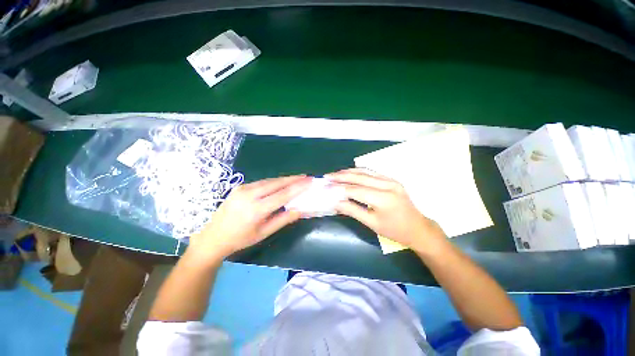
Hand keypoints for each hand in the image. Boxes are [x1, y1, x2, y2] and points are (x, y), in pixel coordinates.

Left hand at [188, 175, 311, 261]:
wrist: (213, 236)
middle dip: (293, 179)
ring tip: (297, 178)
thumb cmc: (240, 239)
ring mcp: (243, 188)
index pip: (283, 195)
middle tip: (306, 177)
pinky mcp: (240, 186)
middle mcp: (249, 195)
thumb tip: (299, 209)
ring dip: (285, 179)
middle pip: (277, 183)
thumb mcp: (263, 233)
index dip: (298, 187)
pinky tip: (281, 183)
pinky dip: (274, 182)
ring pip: (270, 180)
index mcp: (256, 209)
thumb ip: (283, 220)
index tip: (310, 181)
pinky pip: (262, 182)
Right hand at [326, 168, 444, 251]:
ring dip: (348, 172)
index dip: (339, 188)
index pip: (355, 190)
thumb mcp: (372, 223)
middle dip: (341, 176)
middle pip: (359, 177)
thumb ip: (352, 210)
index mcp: (383, 199)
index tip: (326, 187)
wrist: (418, 228)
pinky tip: (349, 173)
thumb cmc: (395, 230)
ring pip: (365, 171)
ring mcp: (391, 180)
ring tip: (335, 174)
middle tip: (327, 176)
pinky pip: (371, 172)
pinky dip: (358, 172)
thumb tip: (335, 202)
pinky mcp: (391, 179)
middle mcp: (388, 185)